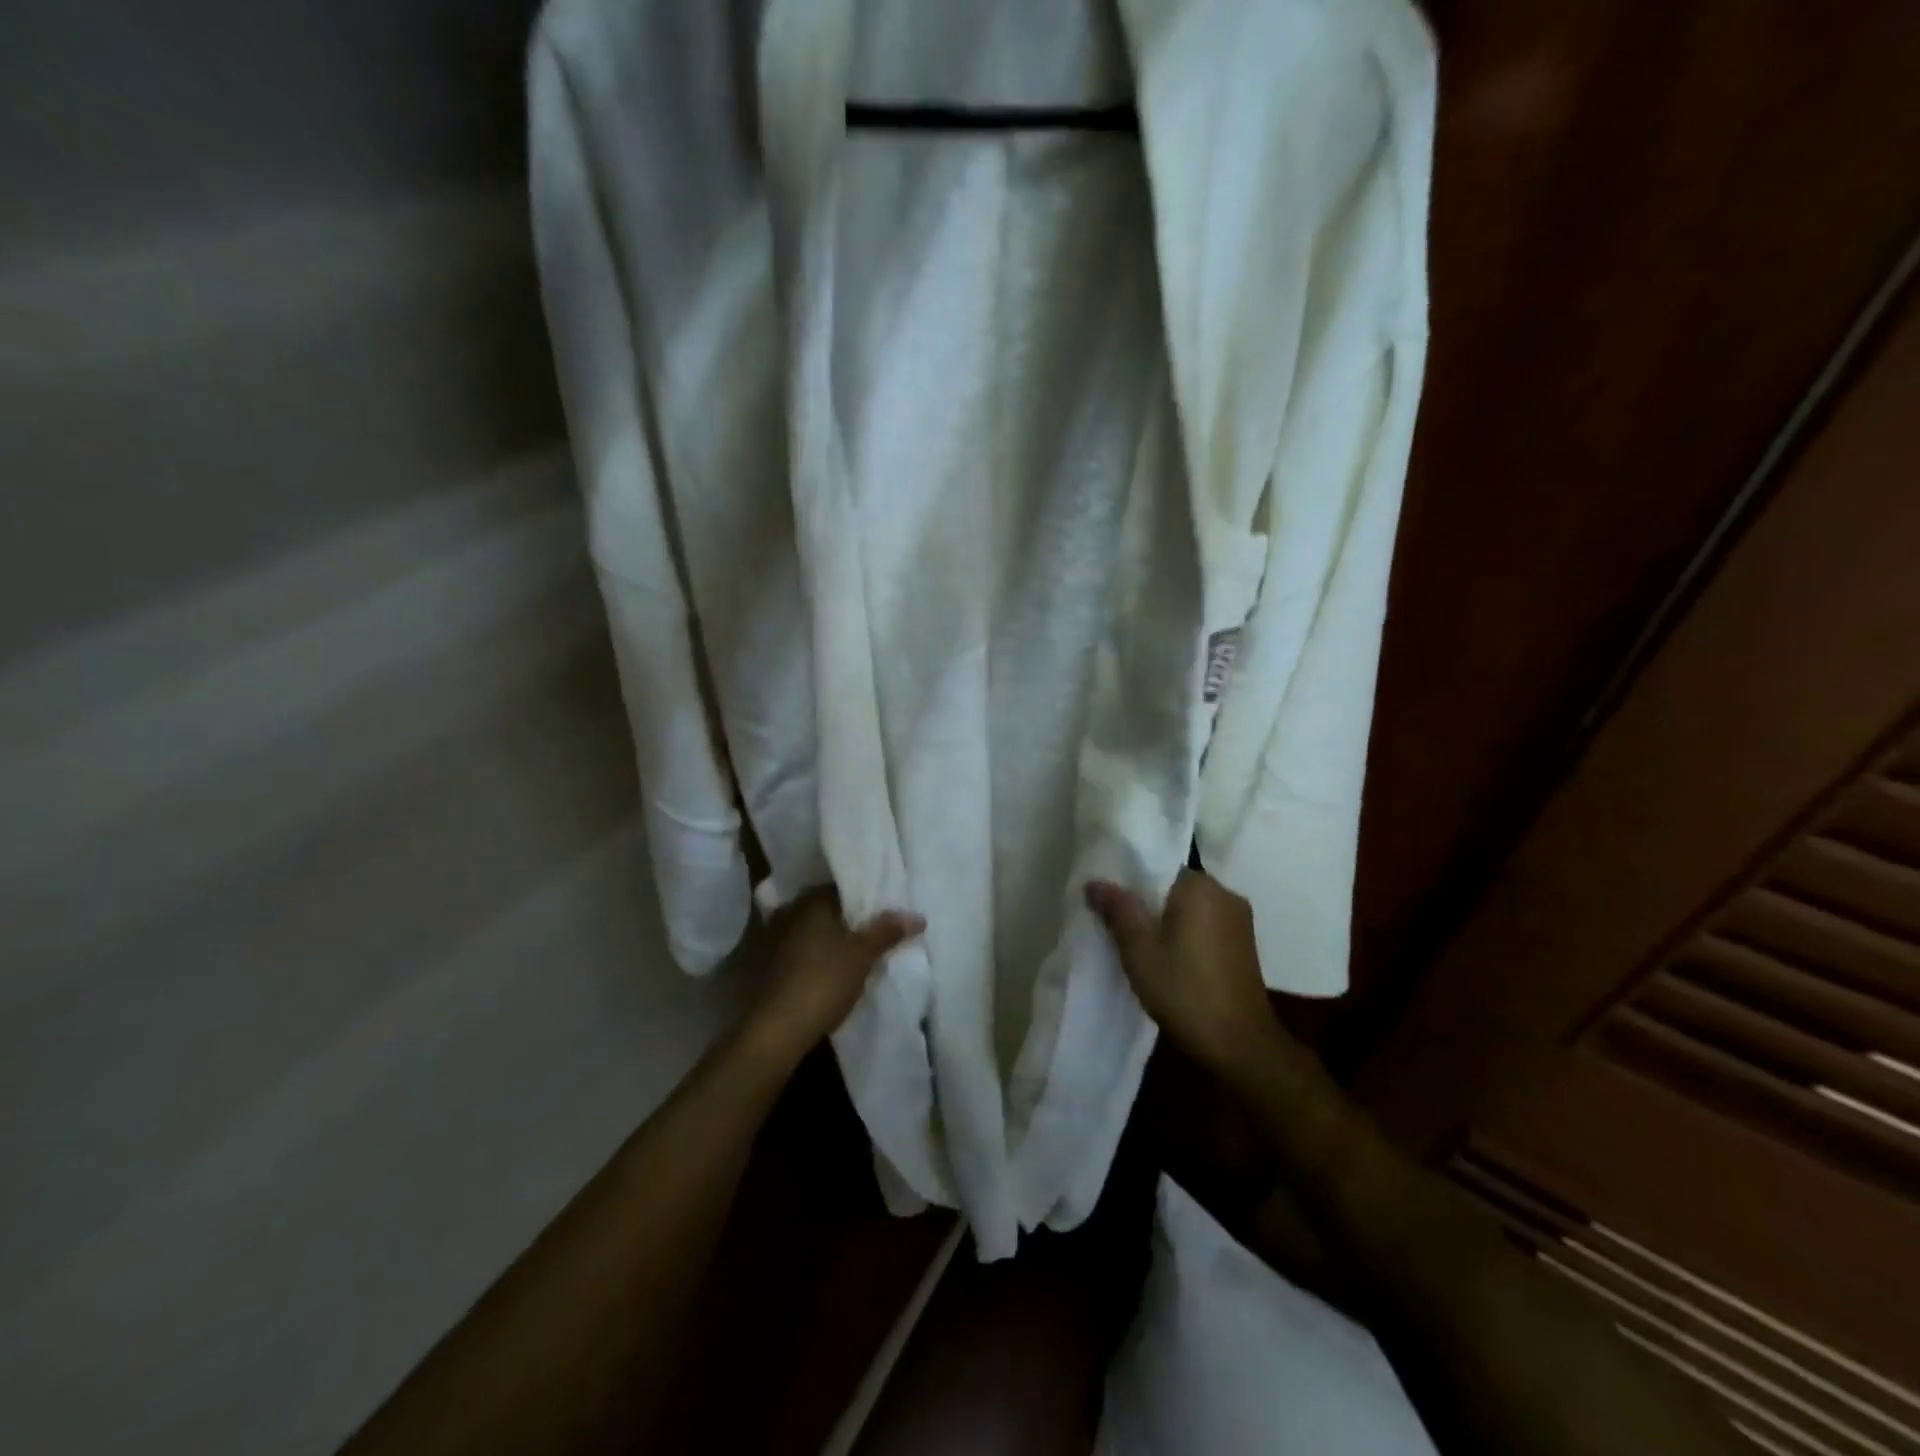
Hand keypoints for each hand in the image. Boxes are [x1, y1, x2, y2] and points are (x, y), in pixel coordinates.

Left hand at [745, 889, 923, 1064]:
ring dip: (829, 940)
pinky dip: (814, 957)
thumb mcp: (863, 955)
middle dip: (847, 920)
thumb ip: (887, 932)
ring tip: (854, 953)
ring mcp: (772, 940)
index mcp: (811, 901)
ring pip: (811, 932)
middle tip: (873, 933)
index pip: (842, 889)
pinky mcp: (766, 966)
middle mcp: (789, 912)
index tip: (883, 913)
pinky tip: (829, 971)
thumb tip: (917, 916)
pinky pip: (798, 952)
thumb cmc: (823, 981)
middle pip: (826, 910)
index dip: (864, 900)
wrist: (776, 1030)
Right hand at [1086, 869, 1278, 1078]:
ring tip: (1138, 942)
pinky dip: (1185, 933)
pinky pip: (1205, 924)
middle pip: (1174, 886)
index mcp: (1201, 887)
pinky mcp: (1244, 944)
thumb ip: (1118, 910)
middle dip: (1147, 902)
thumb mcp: (1139, 950)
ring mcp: (1239, 920)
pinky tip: (1168, 957)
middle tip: (1116, 924)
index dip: (1130, 881)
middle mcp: (1225, 894)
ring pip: (1190, 907)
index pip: (1158, 866)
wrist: (1240, 1045)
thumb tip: (1095, 881)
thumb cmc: (1184, 991)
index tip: (1109, 900)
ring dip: (1166, 920)